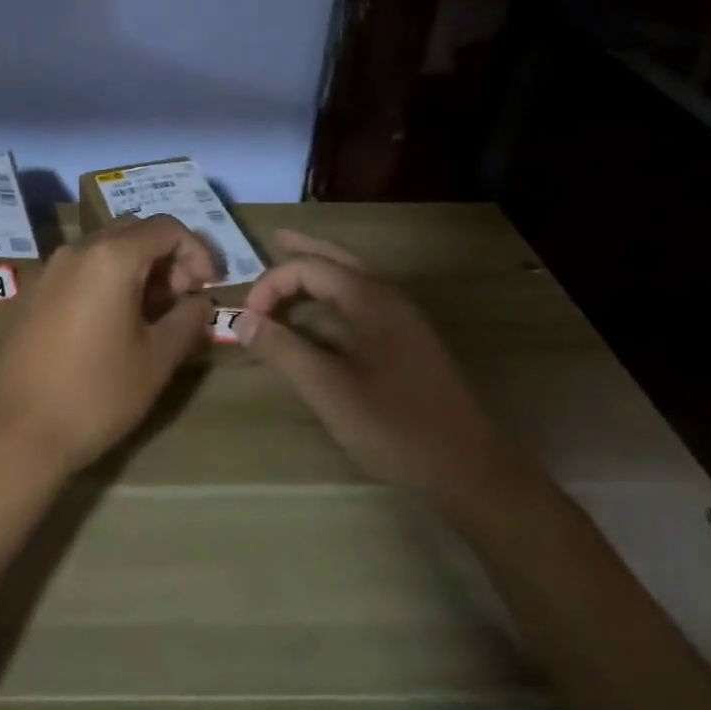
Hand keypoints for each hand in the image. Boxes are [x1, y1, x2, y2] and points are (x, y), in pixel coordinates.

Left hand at [0, 214, 216, 480]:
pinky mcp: (35, 291)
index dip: (197, 251)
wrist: (17, 431)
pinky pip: (82, 268)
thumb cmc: (96, 393)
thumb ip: (187, 320)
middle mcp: (78, 249)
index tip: (210, 287)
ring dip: (139, 268)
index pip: (166, 227)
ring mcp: (51, 268)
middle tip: (185, 298)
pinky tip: (116, 321)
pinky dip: (109, 279)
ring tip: (155, 313)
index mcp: (111, 256)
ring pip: (107, 248)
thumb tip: (200, 302)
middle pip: (135, 231)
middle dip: (168, 257)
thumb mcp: (157, 359)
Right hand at [236, 229, 528, 506]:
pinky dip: (335, 294)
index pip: (309, 268)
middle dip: (304, 250)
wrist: (470, 470)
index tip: (248, 318)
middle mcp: (387, 297)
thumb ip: (283, 349)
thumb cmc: (395, 425)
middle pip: (338, 258)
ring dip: (320, 270)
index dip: (271, 284)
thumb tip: (240, 319)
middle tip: (274, 239)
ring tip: (292, 268)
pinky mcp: (408, 343)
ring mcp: (402, 320)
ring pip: (353, 278)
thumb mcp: (328, 389)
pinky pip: (362, 300)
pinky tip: (323, 313)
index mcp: (368, 298)